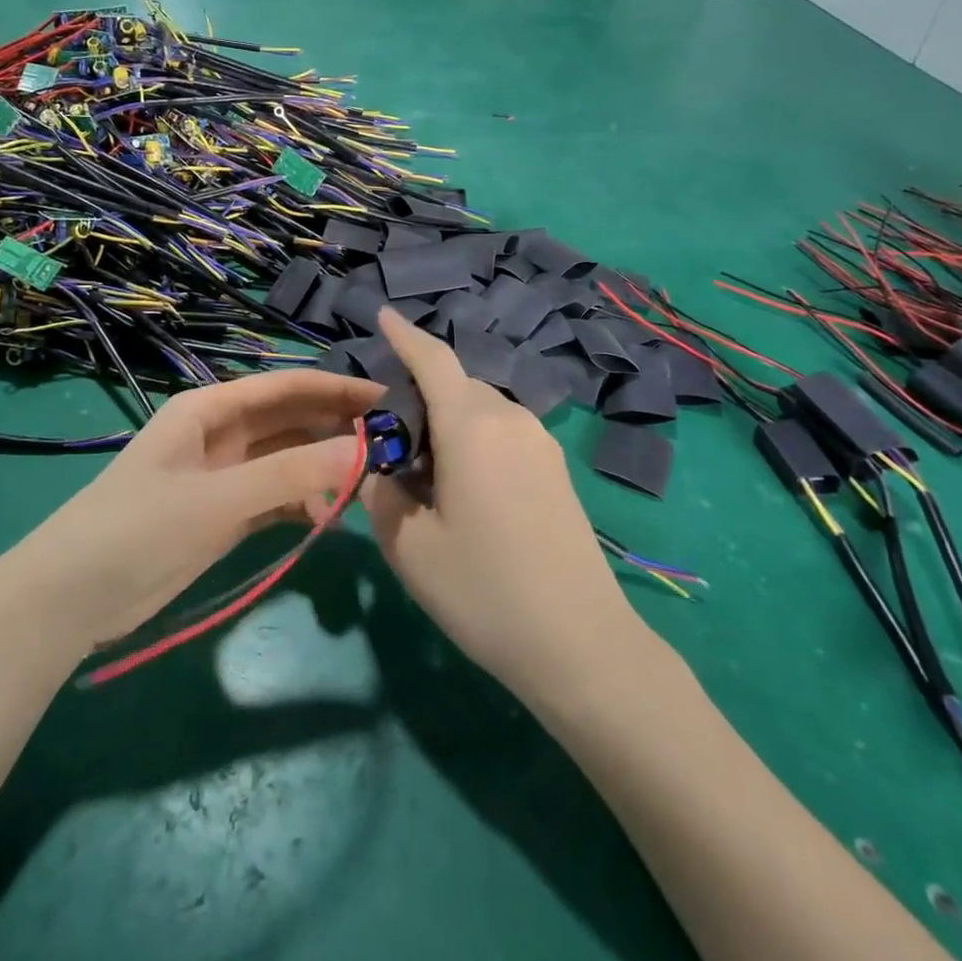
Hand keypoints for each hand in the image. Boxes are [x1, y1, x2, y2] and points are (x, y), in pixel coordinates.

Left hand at [6, 370, 381, 652]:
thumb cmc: (137, 530)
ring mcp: (222, 476)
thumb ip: (287, 474)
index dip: (335, 389)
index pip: (285, 387)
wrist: (69, 597)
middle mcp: (220, 434)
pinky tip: (329, 517)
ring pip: (286, 459)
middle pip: (289, 420)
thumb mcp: (215, 500)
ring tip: (369, 483)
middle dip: (335, 428)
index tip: (385, 399)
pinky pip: (275, 496)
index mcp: (210, 410)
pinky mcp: (223, 514)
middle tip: (390, 444)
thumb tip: (360, 452)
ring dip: (322, 467)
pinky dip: (301, 502)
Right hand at [367, 309, 647, 707]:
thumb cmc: (484, 591)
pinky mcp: (556, 469)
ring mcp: (541, 443)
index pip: (432, 360)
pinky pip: (502, 433)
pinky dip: (472, 439)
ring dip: (446, 421)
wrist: (582, 645)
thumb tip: (380, 467)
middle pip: (454, 385)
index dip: (404, 335)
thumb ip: (380, 492)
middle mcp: (511, 420)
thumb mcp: (408, 545)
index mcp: (472, 426)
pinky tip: (462, 488)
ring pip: (480, 410)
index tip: (382, 314)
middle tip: (387, 441)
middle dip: (417, 395)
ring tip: (422, 471)